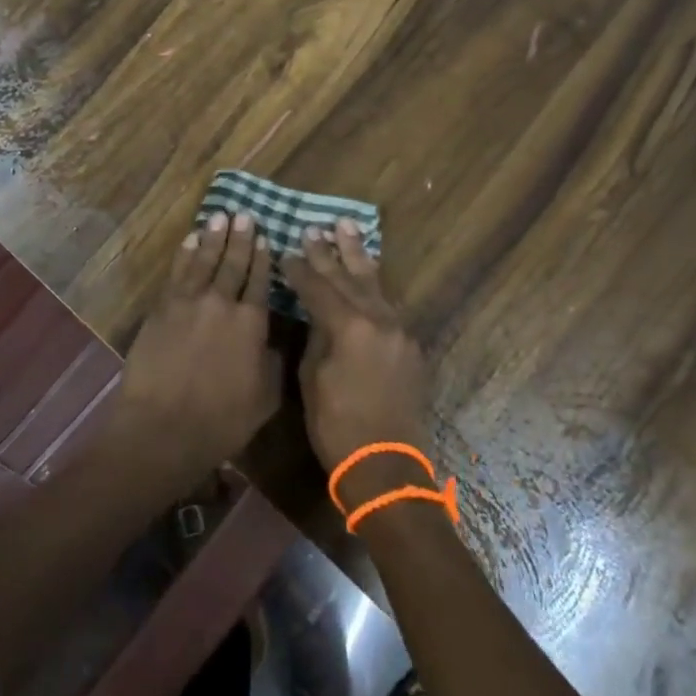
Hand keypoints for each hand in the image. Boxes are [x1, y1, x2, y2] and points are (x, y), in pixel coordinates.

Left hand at [104, 212, 282, 490]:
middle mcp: (223, 303)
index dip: (262, 258)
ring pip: (204, 260)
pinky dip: (185, 254)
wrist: (163, 427)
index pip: (260, 281)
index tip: (265, 238)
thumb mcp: (265, 398)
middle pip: (233, 263)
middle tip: (244, 214)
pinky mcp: (163, 308)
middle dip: (240, 238)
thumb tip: (276, 342)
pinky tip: (190, 240)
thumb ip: (273, 363)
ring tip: (220, 217)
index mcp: (252, 323)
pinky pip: (177, 272)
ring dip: (213, 237)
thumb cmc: (221, 421)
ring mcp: (189, 302)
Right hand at [283, 221, 432, 503]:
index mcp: (349, 326)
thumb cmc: (337, 427)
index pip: (318, 287)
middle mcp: (378, 319)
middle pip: (348, 276)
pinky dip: (374, 285)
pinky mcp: (410, 345)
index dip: (299, 269)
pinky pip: (388, 304)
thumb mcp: (313, 378)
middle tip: (316, 227)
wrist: (387, 467)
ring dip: (358, 256)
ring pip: (374, 283)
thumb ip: (316, 336)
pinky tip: (367, 273)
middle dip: (329, 252)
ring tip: (348, 227)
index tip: (285, 251)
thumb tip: (317, 315)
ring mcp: (399, 330)